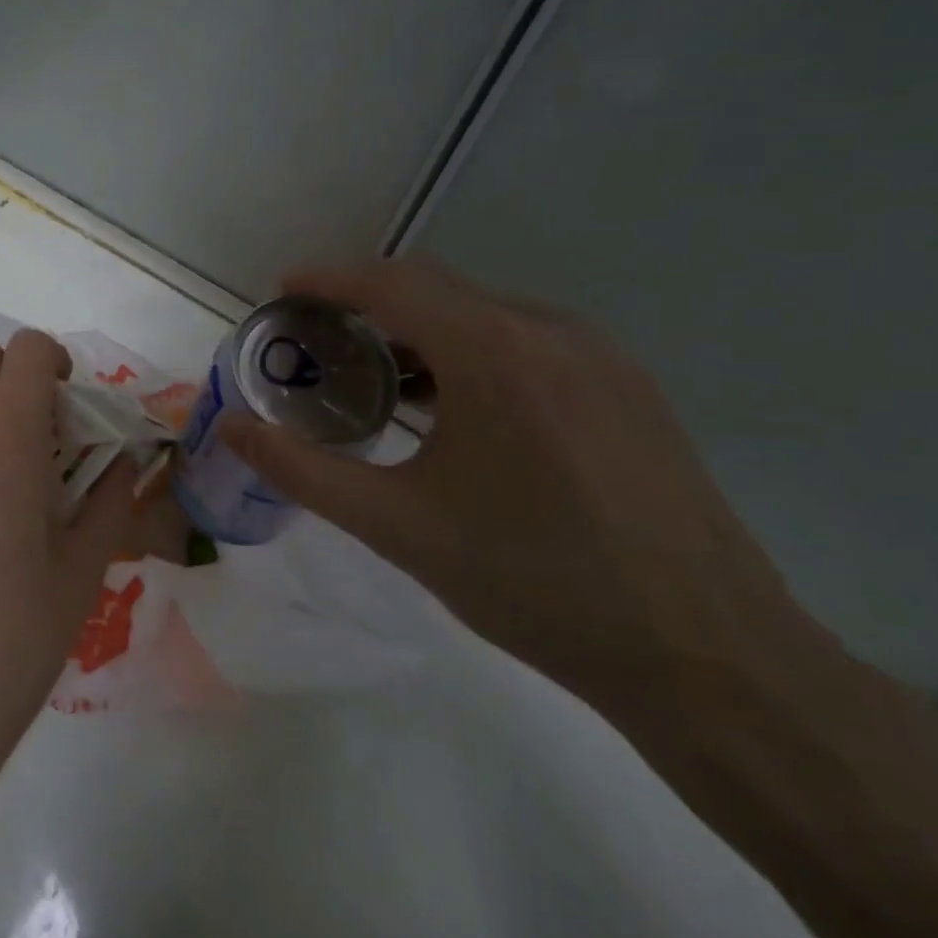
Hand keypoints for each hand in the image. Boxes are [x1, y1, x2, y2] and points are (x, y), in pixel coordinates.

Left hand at [0, 329, 145, 808]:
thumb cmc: (7, 645)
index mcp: (4, 445)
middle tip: (40, 434)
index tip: (70, 404)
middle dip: (15, 375)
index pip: (26, 351)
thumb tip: (125, 462)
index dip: (55, 361)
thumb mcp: (80, 575)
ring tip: (1, 479)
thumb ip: (110, 502)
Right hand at [218, 259, 821, 721]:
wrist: (707, 658)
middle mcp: (552, 332)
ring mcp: (600, 356)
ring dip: (419, 327)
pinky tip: (453, 406)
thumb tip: (231, 427)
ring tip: (374, 375)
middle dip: (366, 301)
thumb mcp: (397, 527)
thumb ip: (301, 470)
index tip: (283, 292)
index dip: (328, 279)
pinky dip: (469, 349)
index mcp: (495, 353)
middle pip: (436, 287)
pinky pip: (527, 339)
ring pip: (483, 311)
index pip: (391, 284)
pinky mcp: (628, 386)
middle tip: (316, 339)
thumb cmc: (534, 582)